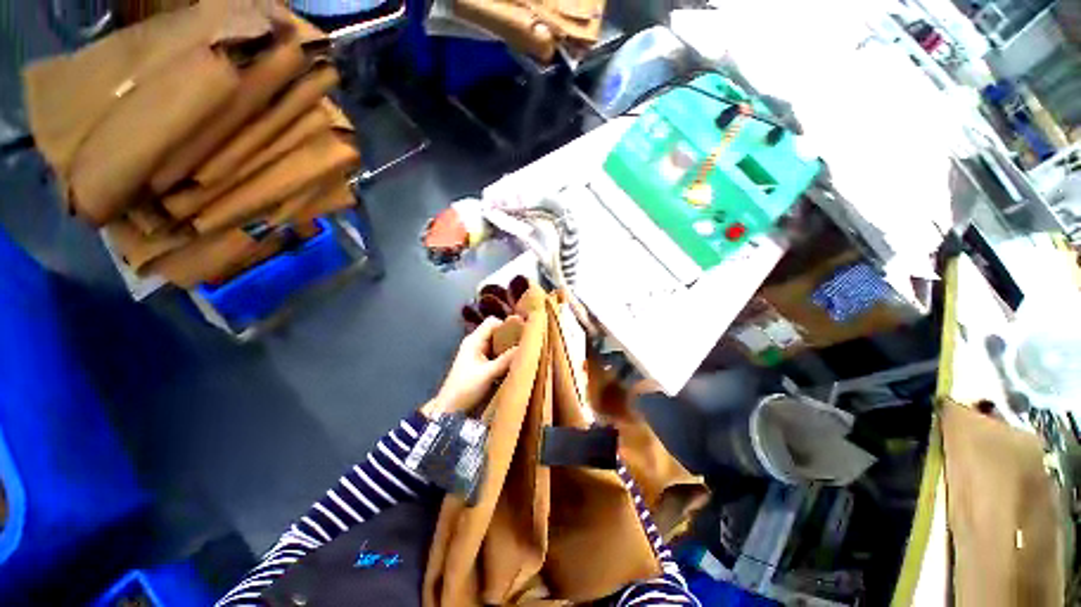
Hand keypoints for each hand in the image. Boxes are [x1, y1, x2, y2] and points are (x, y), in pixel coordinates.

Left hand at [422, 317, 518, 417]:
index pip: (492, 322)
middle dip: (510, 336)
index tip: (522, 331)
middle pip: (496, 332)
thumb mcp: (488, 373)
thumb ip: (506, 359)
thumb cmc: (466, 387)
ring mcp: (478, 354)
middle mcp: (476, 343)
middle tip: (527, 343)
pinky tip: (515, 362)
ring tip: (524, 352)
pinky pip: (496, 354)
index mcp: (474, 340)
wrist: (450, 409)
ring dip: (509, 348)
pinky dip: (505, 356)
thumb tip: (525, 347)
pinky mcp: (481, 364)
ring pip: (497, 344)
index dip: (507, 324)